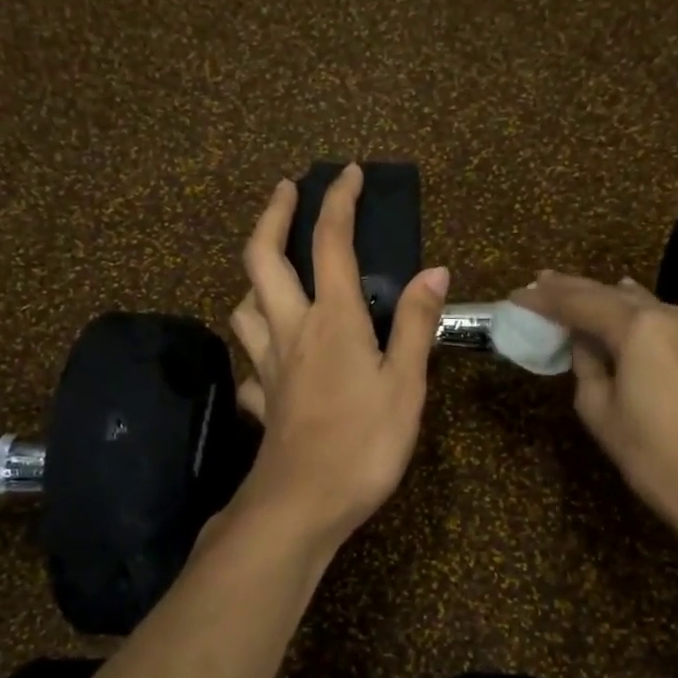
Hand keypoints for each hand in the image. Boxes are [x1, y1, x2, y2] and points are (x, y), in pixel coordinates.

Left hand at [227, 166, 449, 546]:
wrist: (301, 504)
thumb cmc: (364, 444)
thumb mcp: (406, 385)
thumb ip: (418, 325)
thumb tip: (434, 270)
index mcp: (333, 320)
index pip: (331, 242)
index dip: (338, 201)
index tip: (347, 172)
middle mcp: (291, 330)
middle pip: (262, 258)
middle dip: (271, 215)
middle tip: (284, 190)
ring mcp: (268, 365)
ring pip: (244, 306)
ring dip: (255, 279)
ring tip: (274, 273)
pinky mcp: (262, 399)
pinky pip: (250, 364)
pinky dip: (257, 350)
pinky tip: (271, 360)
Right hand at [510, 271, 677, 547]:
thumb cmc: (652, 455)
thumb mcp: (599, 409)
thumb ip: (586, 365)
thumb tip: (585, 343)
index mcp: (639, 327)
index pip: (580, 303)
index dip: (545, 299)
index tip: (516, 296)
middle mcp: (670, 313)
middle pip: (610, 293)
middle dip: (571, 289)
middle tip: (537, 282)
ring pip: (637, 301)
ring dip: (601, 297)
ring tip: (566, 290)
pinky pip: (658, 315)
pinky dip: (631, 309)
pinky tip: (618, 297)